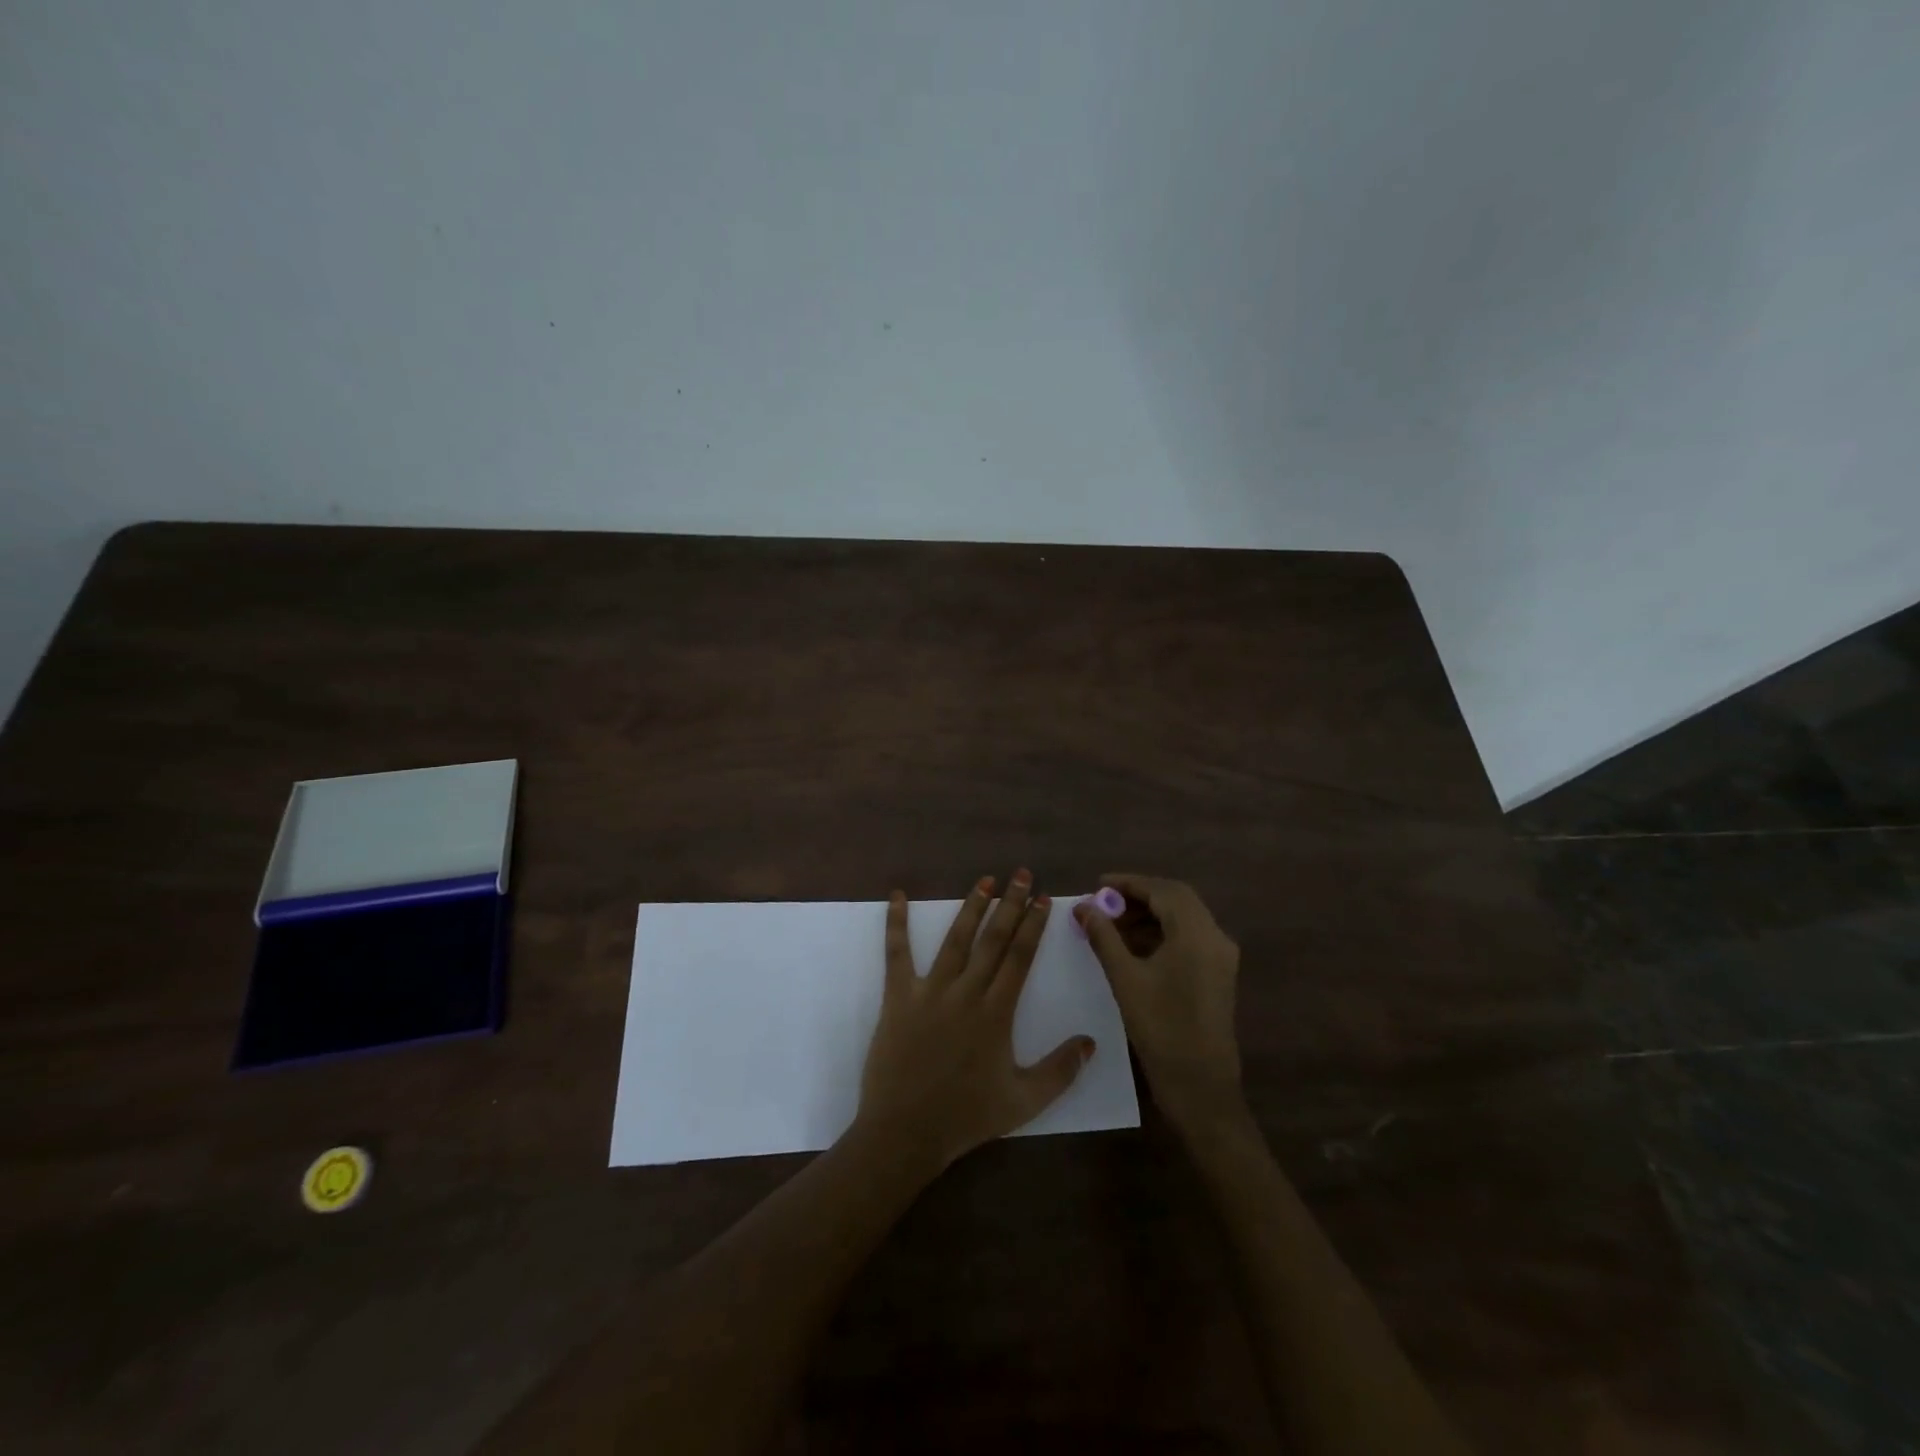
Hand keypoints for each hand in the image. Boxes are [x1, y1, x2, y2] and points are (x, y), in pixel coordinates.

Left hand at [857, 872, 1094, 1171]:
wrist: (905, 1132)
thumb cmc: (967, 1117)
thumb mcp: (1024, 1101)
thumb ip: (1061, 1071)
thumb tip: (1091, 1041)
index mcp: (997, 1013)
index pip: (1020, 957)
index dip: (1033, 925)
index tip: (1043, 899)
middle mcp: (966, 992)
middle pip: (993, 939)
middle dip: (1010, 904)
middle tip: (1021, 874)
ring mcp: (930, 991)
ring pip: (955, 939)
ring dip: (971, 907)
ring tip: (985, 881)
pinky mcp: (898, 996)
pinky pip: (897, 953)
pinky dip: (896, 923)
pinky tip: (897, 895)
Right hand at [1075, 873, 1243, 1135]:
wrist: (1200, 1086)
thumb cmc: (1161, 1029)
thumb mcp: (1125, 979)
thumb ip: (1103, 937)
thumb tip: (1083, 907)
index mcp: (1197, 934)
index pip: (1162, 890)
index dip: (1129, 883)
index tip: (1098, 884)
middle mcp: (1215, 937)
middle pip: (1177, 899)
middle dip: (1139, 896)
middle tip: (1104, 902)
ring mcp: (1220, 956)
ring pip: (1184, 917)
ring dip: (1150, 914)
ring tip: (1113, 924)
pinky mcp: (1218, 973)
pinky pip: (1189, 937)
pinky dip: (1162, 932)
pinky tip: (1134, 945)